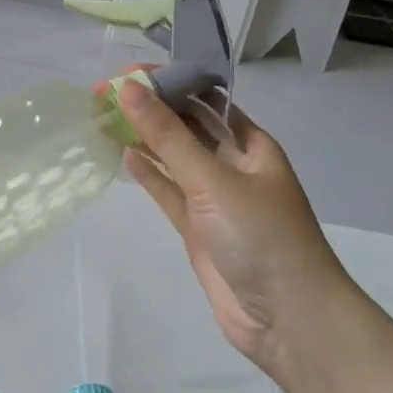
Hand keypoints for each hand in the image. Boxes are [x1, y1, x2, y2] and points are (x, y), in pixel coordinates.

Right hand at [117, 82, 353, 378]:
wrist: (288, 319)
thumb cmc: (260, 236)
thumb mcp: (213, 179)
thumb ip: (168, 135)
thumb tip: (128, 88)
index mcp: (250, 144)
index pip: (205, 98)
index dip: (169, 82)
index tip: (127, 74)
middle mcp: (233, 165)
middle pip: (187, 126)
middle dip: (150, 108)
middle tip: (104, 94)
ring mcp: (214, 198)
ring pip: (173, 158)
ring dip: (143, 138)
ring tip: (103, 118)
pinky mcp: (197, 227)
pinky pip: (168, 191)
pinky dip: (148, 174)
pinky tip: (124, 155)